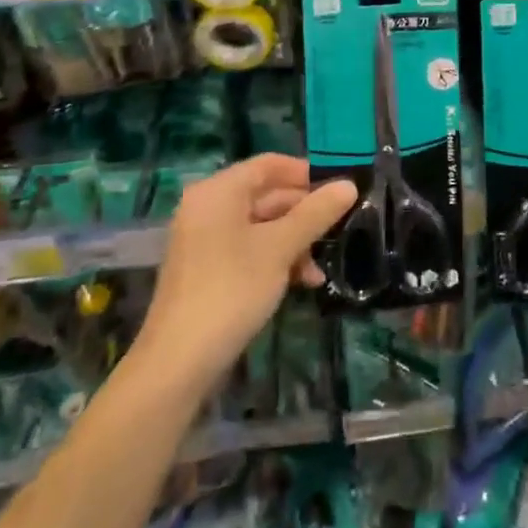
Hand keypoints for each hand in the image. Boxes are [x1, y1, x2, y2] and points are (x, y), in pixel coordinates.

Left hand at [134, 155, 356, 392]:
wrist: (178, 362)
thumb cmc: (231, 290)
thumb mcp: (280, 249)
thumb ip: (315, 214)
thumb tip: (349, 185)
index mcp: (219, 191)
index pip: (269, 164)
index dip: (306, 173)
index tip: (339, 189)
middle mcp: (208, 206)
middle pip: (266, 195)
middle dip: (304, 213)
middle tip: (340, 228)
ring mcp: (204, 239)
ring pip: (261, 225)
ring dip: (294, 241)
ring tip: (320, 269)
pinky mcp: (207, 268)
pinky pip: (248, 248)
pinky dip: (275, 258)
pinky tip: (302, 282)